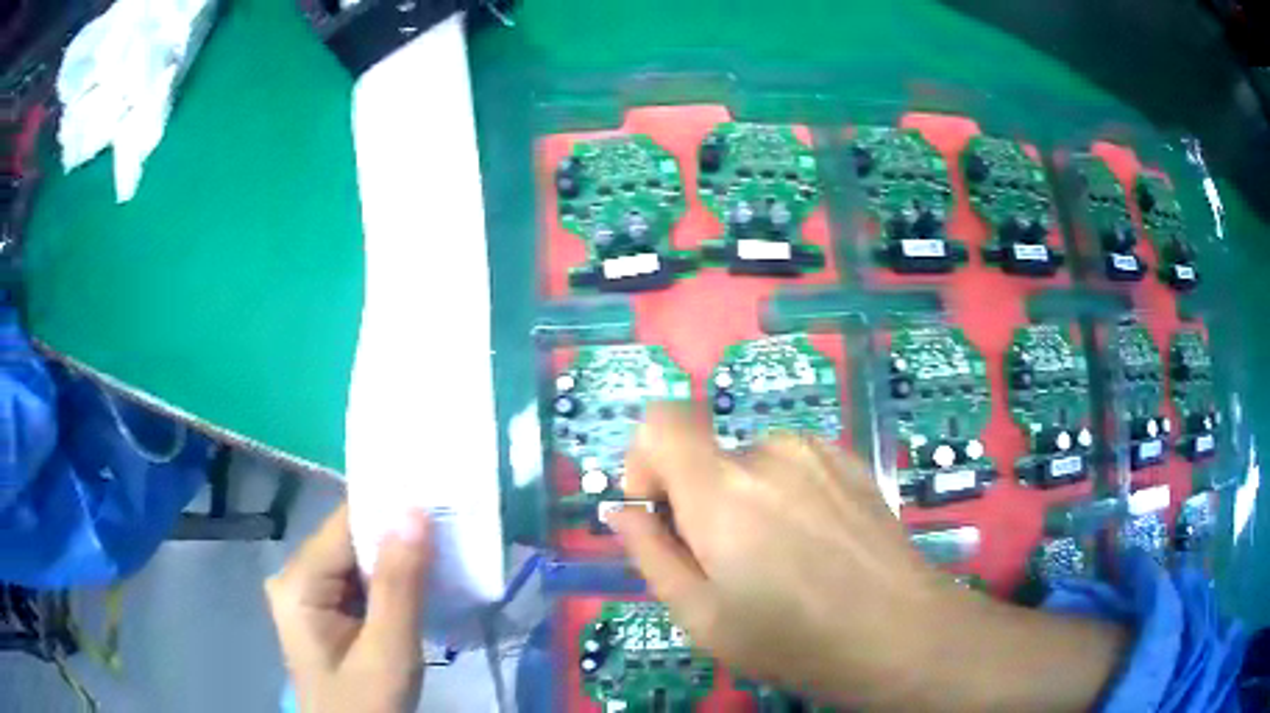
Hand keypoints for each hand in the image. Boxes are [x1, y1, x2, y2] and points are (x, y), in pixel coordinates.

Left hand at [266, 503, 431, 712]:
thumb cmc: (367, 706)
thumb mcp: (388, 651)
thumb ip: (399, 585)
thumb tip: (414, 511)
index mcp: (299, 583)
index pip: (346, 526)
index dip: (391, 512)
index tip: (440, 504)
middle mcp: (295, 578)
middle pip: (350, 541)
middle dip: (398, 540)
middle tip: (452, 533)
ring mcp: (308, 595)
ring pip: (357, 561)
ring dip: (398, 562)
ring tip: (444, 554)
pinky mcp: (323, 612)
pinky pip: (358, 583)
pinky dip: (390, 583)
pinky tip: (421, 584)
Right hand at [609, 404, 1124, 710]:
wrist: (901, 631)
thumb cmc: (794, 638)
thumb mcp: (702, 618)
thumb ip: (650, 555)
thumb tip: (622, 511)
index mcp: (723, 489)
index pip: (662, 421)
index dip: (645, 458)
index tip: (659, 511)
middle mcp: (769, 452)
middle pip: (708, 457)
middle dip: (700, 502)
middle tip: (729, 565)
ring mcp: (818, 451)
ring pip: (752, 465)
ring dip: (746, 501)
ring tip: (781, 559)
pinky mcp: (850, 460)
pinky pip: (794, 466)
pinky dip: (786, 495)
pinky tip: (817, 545)